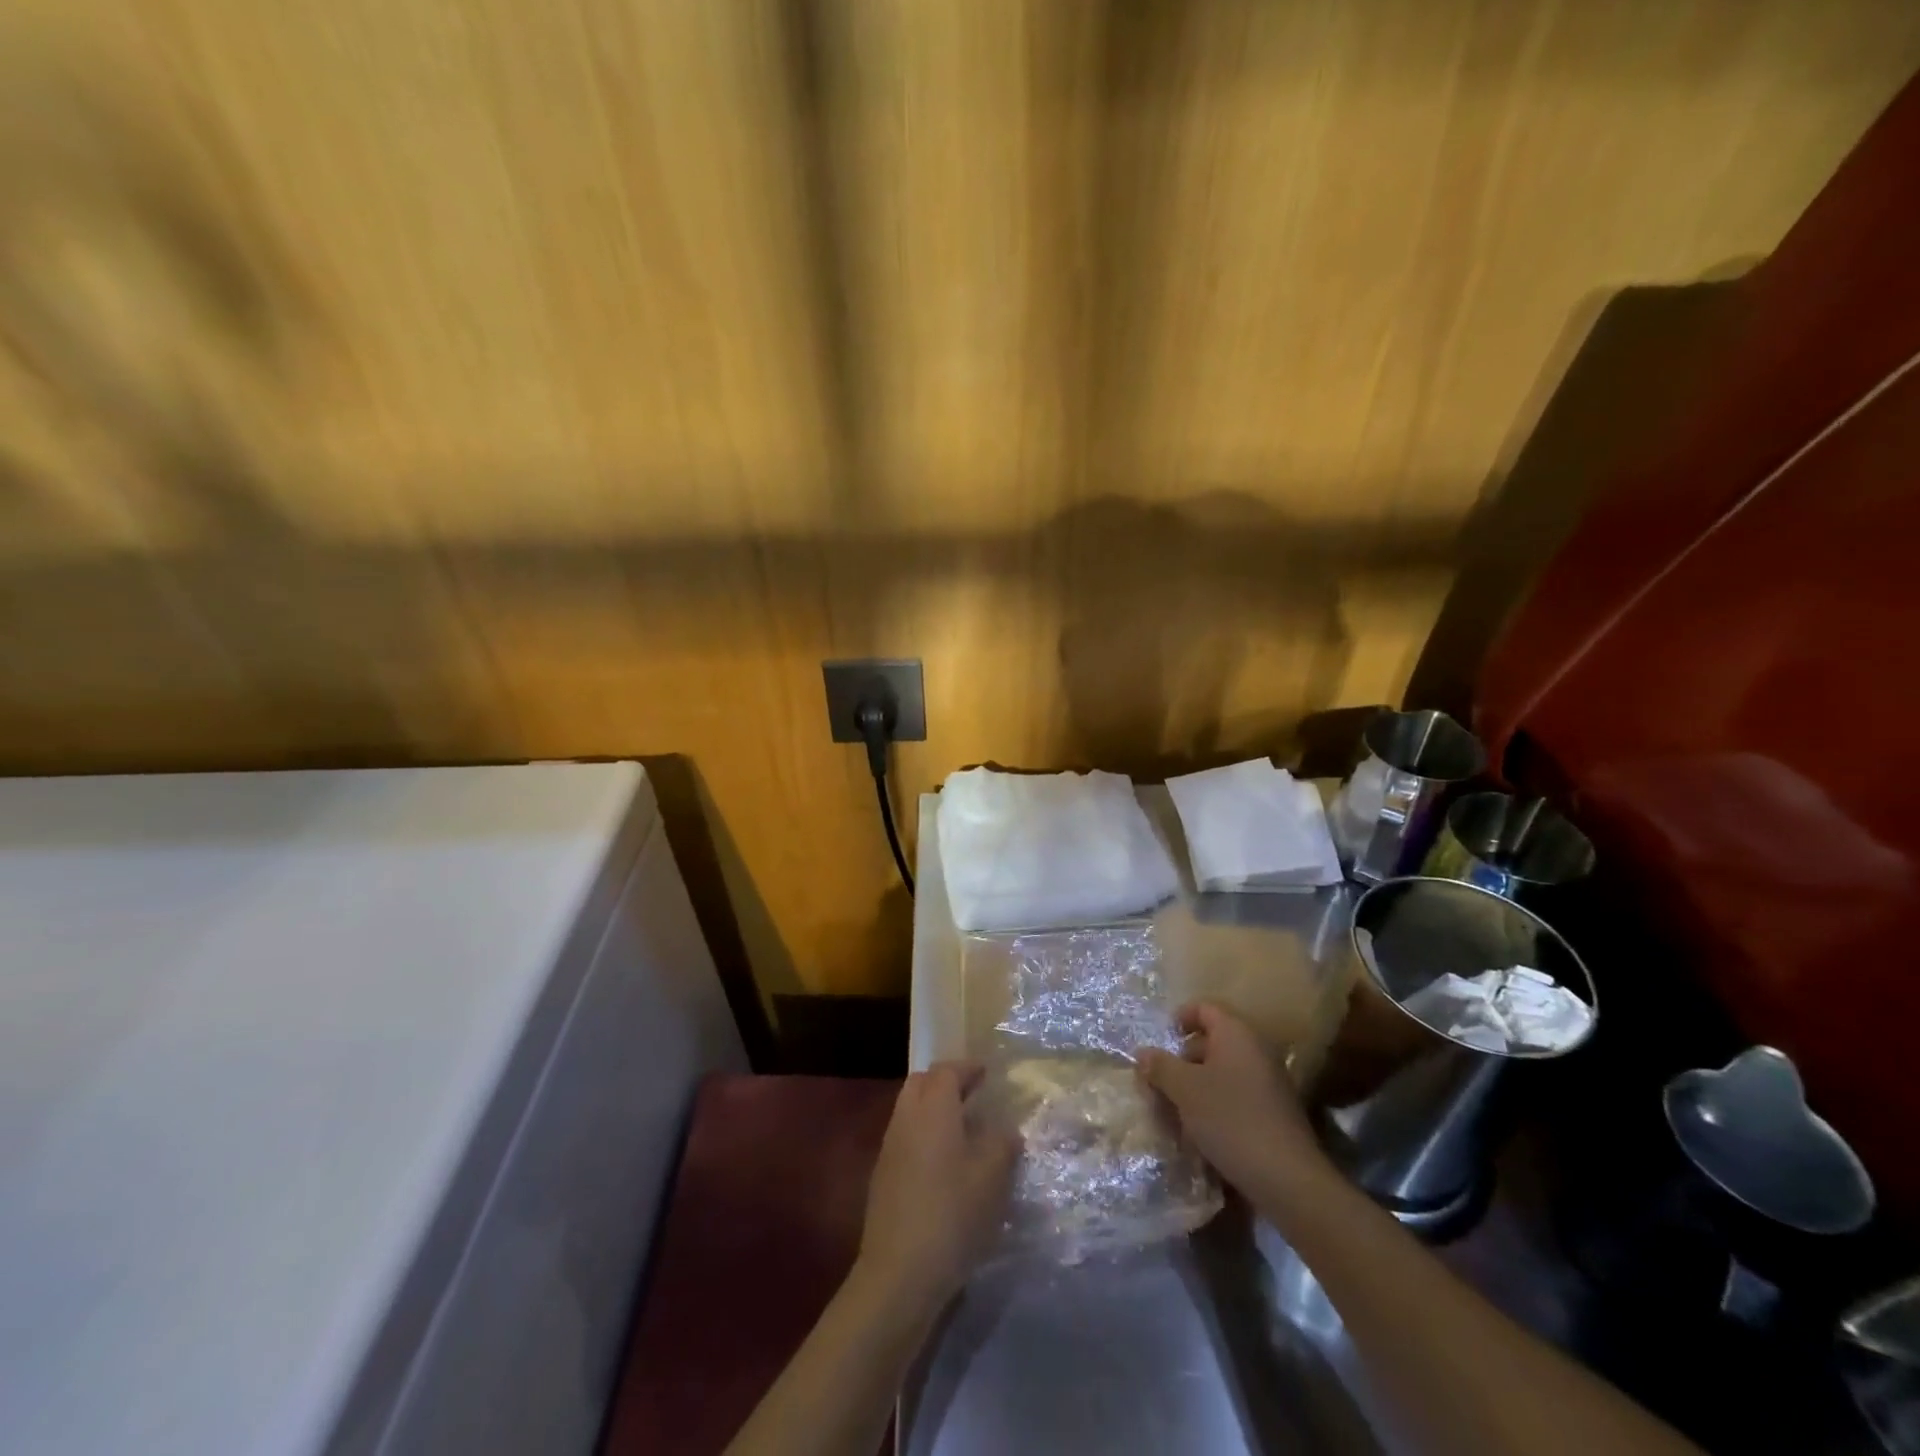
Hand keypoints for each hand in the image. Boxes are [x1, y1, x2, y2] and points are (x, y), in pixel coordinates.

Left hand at [857, 1063, 1019, 1311]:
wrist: (899, 1272)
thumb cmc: (952, 1214)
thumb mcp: (992, 1177)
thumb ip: (1002, 1143)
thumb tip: (1005, 1130)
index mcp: (933, 1108)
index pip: (947, 1071)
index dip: (968, 1068)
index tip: (986, 1072)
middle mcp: (906, 1118)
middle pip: (922, 1083)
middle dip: (946, 1082)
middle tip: (973, 1094)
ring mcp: (890, 1147)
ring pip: (910, 1109)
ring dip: (934, 1109)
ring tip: (963, 1128)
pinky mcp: (882, 1176)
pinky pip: (905, 1136)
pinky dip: (924, 1134)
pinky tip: (944, 1162)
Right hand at [1137, 1002, 1332, 1205]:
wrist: (1288, 1179)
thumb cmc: (1230, 1119)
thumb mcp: (1184, 1090)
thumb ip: (1160, 1066)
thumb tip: (1142, 1053)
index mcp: (1236, 1033)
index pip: (1204, 1008)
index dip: (1179, 1018)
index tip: (1161, 1040)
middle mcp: (1256, 1050)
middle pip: (1212, 1041)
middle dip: (1183, 1059)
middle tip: (1161, 1081)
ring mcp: (1269, 1082)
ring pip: (1223, 1072)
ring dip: (1197, 1086)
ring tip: (1176, 1111)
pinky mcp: (1275, 1112)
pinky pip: (1237, 1095)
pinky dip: (1216, 1105)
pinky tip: (1201, 1132)